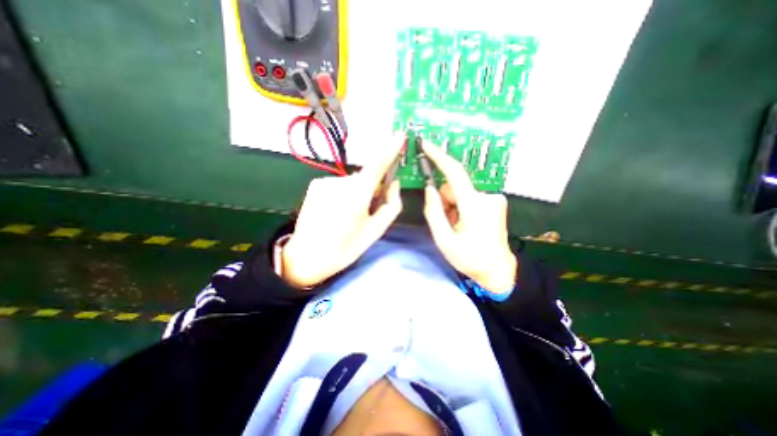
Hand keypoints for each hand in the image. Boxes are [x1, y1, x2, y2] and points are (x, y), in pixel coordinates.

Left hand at [282, 135, 402, 284]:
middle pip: (365, 177)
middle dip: (372, 188)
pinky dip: (343, 194)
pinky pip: (338, 185)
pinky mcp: (316, 185)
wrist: (306, 257)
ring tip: (347, 216)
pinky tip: (335, 212)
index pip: (377, 164)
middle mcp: (341, 181)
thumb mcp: (375, 231)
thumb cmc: (345, 247)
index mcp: (357, 194)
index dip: (390, 149)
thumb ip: (391, 205)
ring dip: (356, 193)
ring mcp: (325, 181)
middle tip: (367, 210)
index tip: (399, 136)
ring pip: (352, 182)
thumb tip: (394, 184)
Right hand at [419, 142, 514, 293]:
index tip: (426, 144)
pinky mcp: (495, 201)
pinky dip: (462, 207)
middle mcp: (487, 197)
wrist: (497, 270)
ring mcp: (493, 199)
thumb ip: (433, 212)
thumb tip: (429, 189)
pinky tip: (467, 223)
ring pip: (461, 193)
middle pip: (454, 187)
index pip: (455, 174)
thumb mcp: (444, 240)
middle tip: (448, 224)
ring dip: (453, 207)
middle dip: (445, 202)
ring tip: (458, 226)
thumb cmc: (470, 258)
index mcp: (474, 207)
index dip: (439, 157)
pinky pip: (469, 197)